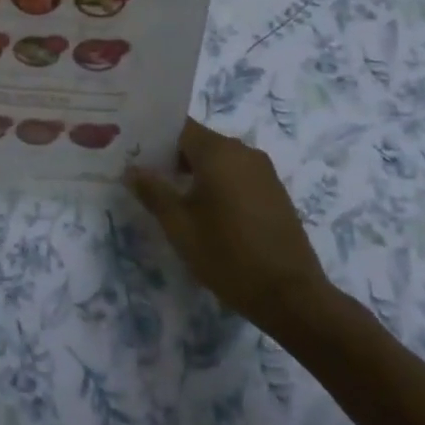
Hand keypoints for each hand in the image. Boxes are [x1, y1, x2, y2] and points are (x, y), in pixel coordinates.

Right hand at [126, 118, 338, 340]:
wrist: (292, 296)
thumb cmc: (228, 255)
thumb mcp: (180, 226)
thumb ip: (153, 192)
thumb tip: (132, 169)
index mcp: (218, 152)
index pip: (178, 127)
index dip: (154, 137)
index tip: (133, 151)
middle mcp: (243, 151)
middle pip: (199, 142)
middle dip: (171, 156)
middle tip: (146, 176)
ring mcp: (263, 171)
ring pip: (219, 159)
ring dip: (195, 171)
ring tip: (172, 195)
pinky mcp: (274, 192)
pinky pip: (237, 174)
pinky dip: (218, 183)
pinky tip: (206, 210)